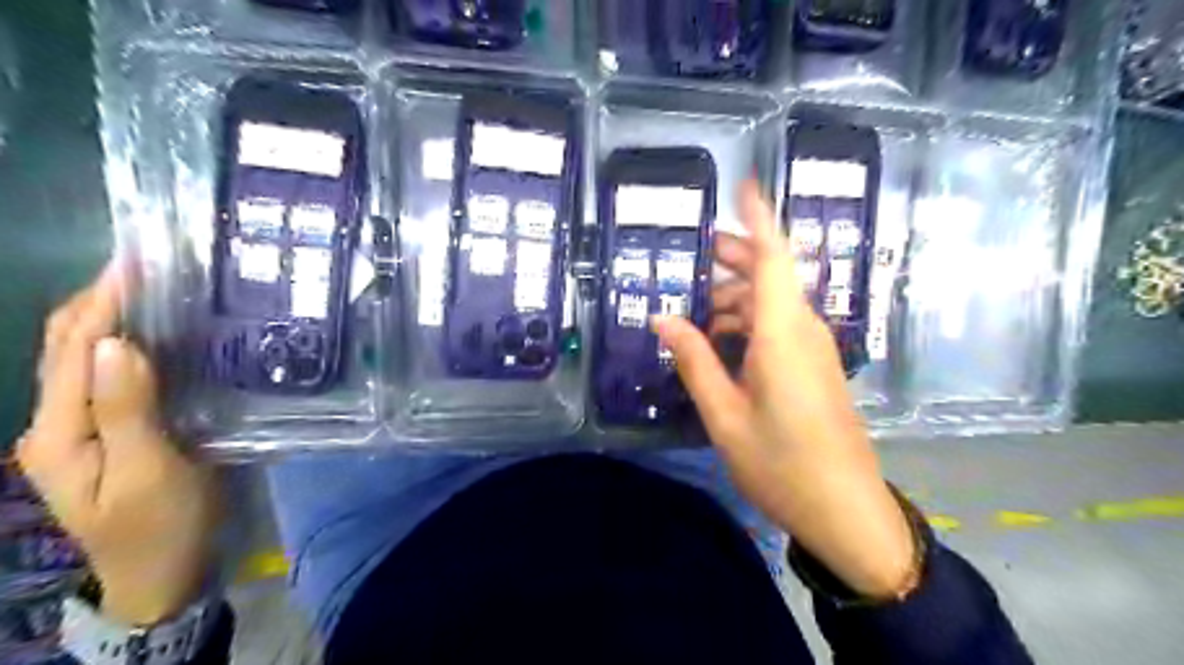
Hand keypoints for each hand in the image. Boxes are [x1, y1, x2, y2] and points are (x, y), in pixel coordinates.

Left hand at [17, 263, 218, 625]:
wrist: (161, 573)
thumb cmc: (161, 525)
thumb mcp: (148, 471)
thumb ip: (127, 409)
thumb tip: (115, 343)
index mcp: (57, 432)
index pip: (72, 350)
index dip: (100, 302)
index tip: (135, 262)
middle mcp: (55, 424)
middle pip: (63, 348)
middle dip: (96, 300)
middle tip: (146, 265)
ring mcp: (78, 430)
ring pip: (79, 359)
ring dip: (106, 318)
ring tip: (149, 288)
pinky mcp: (107, 433)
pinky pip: (104, 377)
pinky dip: (121, 345)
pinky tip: (152, 335)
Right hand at [656, 179, 913, 597]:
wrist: (844, 510)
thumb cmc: (781, 463)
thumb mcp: (724, 414)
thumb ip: (695, 360)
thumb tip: (662, 318)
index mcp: (782, 333)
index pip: (773, 257)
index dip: (759, 218)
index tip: (745, 185)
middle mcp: (803, 330)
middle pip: (772, 275)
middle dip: (736, 257)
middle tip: (697, 254)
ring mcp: (814, 349)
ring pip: (774, 302)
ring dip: (738, 296)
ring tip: (697, 311)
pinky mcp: (815, 368)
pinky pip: (780, 327)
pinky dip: (749, 322)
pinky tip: (721, 343)